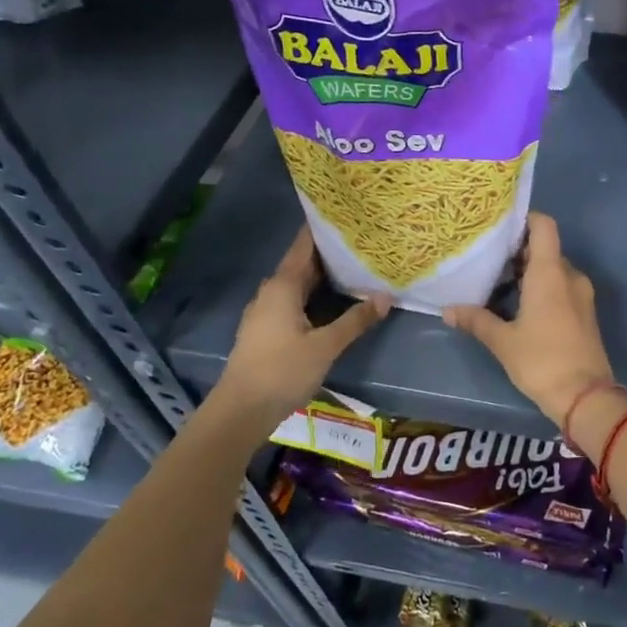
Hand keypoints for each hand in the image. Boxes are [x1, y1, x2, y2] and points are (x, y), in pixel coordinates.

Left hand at [220, 226, 389, 420]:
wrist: (240, 411)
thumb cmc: (282, 371)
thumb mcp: (326, 346)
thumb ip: (356, 320)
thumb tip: (386, 296)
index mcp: (282, 286)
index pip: (304, 245)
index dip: (324, 228)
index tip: (349, 215)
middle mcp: (271, 291)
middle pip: (304, 263)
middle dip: (331, 252)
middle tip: (363, 241)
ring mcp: (266, 311)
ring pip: (299, 283)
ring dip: (324, 275)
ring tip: (356, 266)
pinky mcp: (267, 329)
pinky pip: (295, 299)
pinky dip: (315, 294)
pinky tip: (335, 300)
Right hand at [443, 213, 618, 433]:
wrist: (586, 397)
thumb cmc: (542, 361)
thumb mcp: (503, 341)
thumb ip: (476, 320)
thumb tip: (448, 310)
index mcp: (551, 273)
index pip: (544, 226)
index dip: (524, 219)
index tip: (499, 227)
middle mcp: (569, 276)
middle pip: (545, 248)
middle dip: (518, 250)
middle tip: (487, 258)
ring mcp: (581, 294)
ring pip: (553, 270)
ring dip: (528, 272)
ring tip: (496, 282)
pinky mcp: (584, 313)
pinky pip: (561, 287)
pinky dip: (541, 287)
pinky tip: (517, 304)